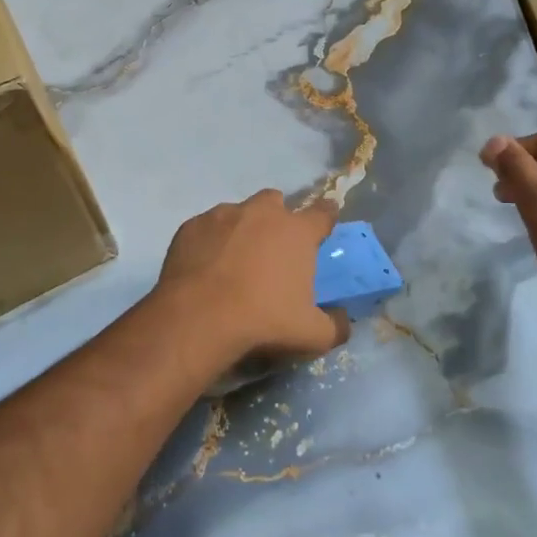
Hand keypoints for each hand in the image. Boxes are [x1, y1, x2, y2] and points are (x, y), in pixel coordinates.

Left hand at [155, 191, 348, 367]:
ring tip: (234, 259)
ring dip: (241, 228)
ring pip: (238, 211)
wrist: (199, 317)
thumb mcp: (311, 334)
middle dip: (277, 217)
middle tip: (272, 247)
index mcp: (296, 231)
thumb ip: (335, 326)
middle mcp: (262, 213)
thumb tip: (343, 320)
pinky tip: (205, 266)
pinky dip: (210, 241)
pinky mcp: (192, 225)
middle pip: (275, 201)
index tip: (325, 223)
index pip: (323, 213)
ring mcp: (223, 215)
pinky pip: (207, 227)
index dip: (326, 216)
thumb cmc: (263, 320)